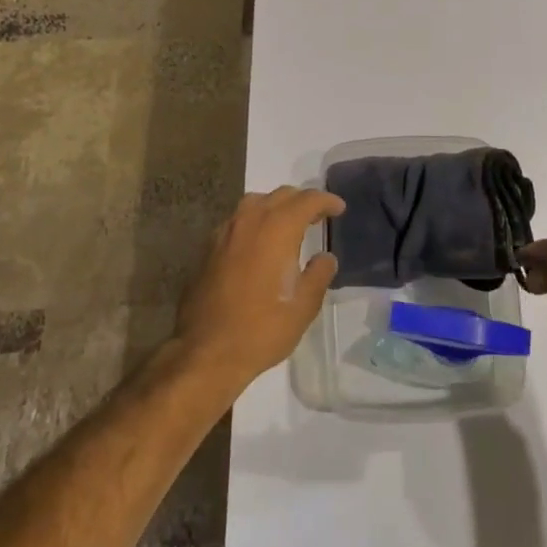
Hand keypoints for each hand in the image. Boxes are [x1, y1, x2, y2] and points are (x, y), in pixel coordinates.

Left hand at [173, 187, 342, 391]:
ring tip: (288, 224)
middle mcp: (251, 220)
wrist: (206, 351)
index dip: (326, 201)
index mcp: (278, 229)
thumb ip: (319, 275)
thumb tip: (325, 257)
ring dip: (276, 206)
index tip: (339, 208)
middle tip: (317, 216)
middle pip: (281, 195)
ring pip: (255, 202)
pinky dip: (255, 220)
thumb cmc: (262, 329)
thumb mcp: (303, 307)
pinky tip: (259, 242)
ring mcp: (226, 231)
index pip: (307, 200)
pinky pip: (238, 220)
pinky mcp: (209, 247)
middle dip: (302, 200)